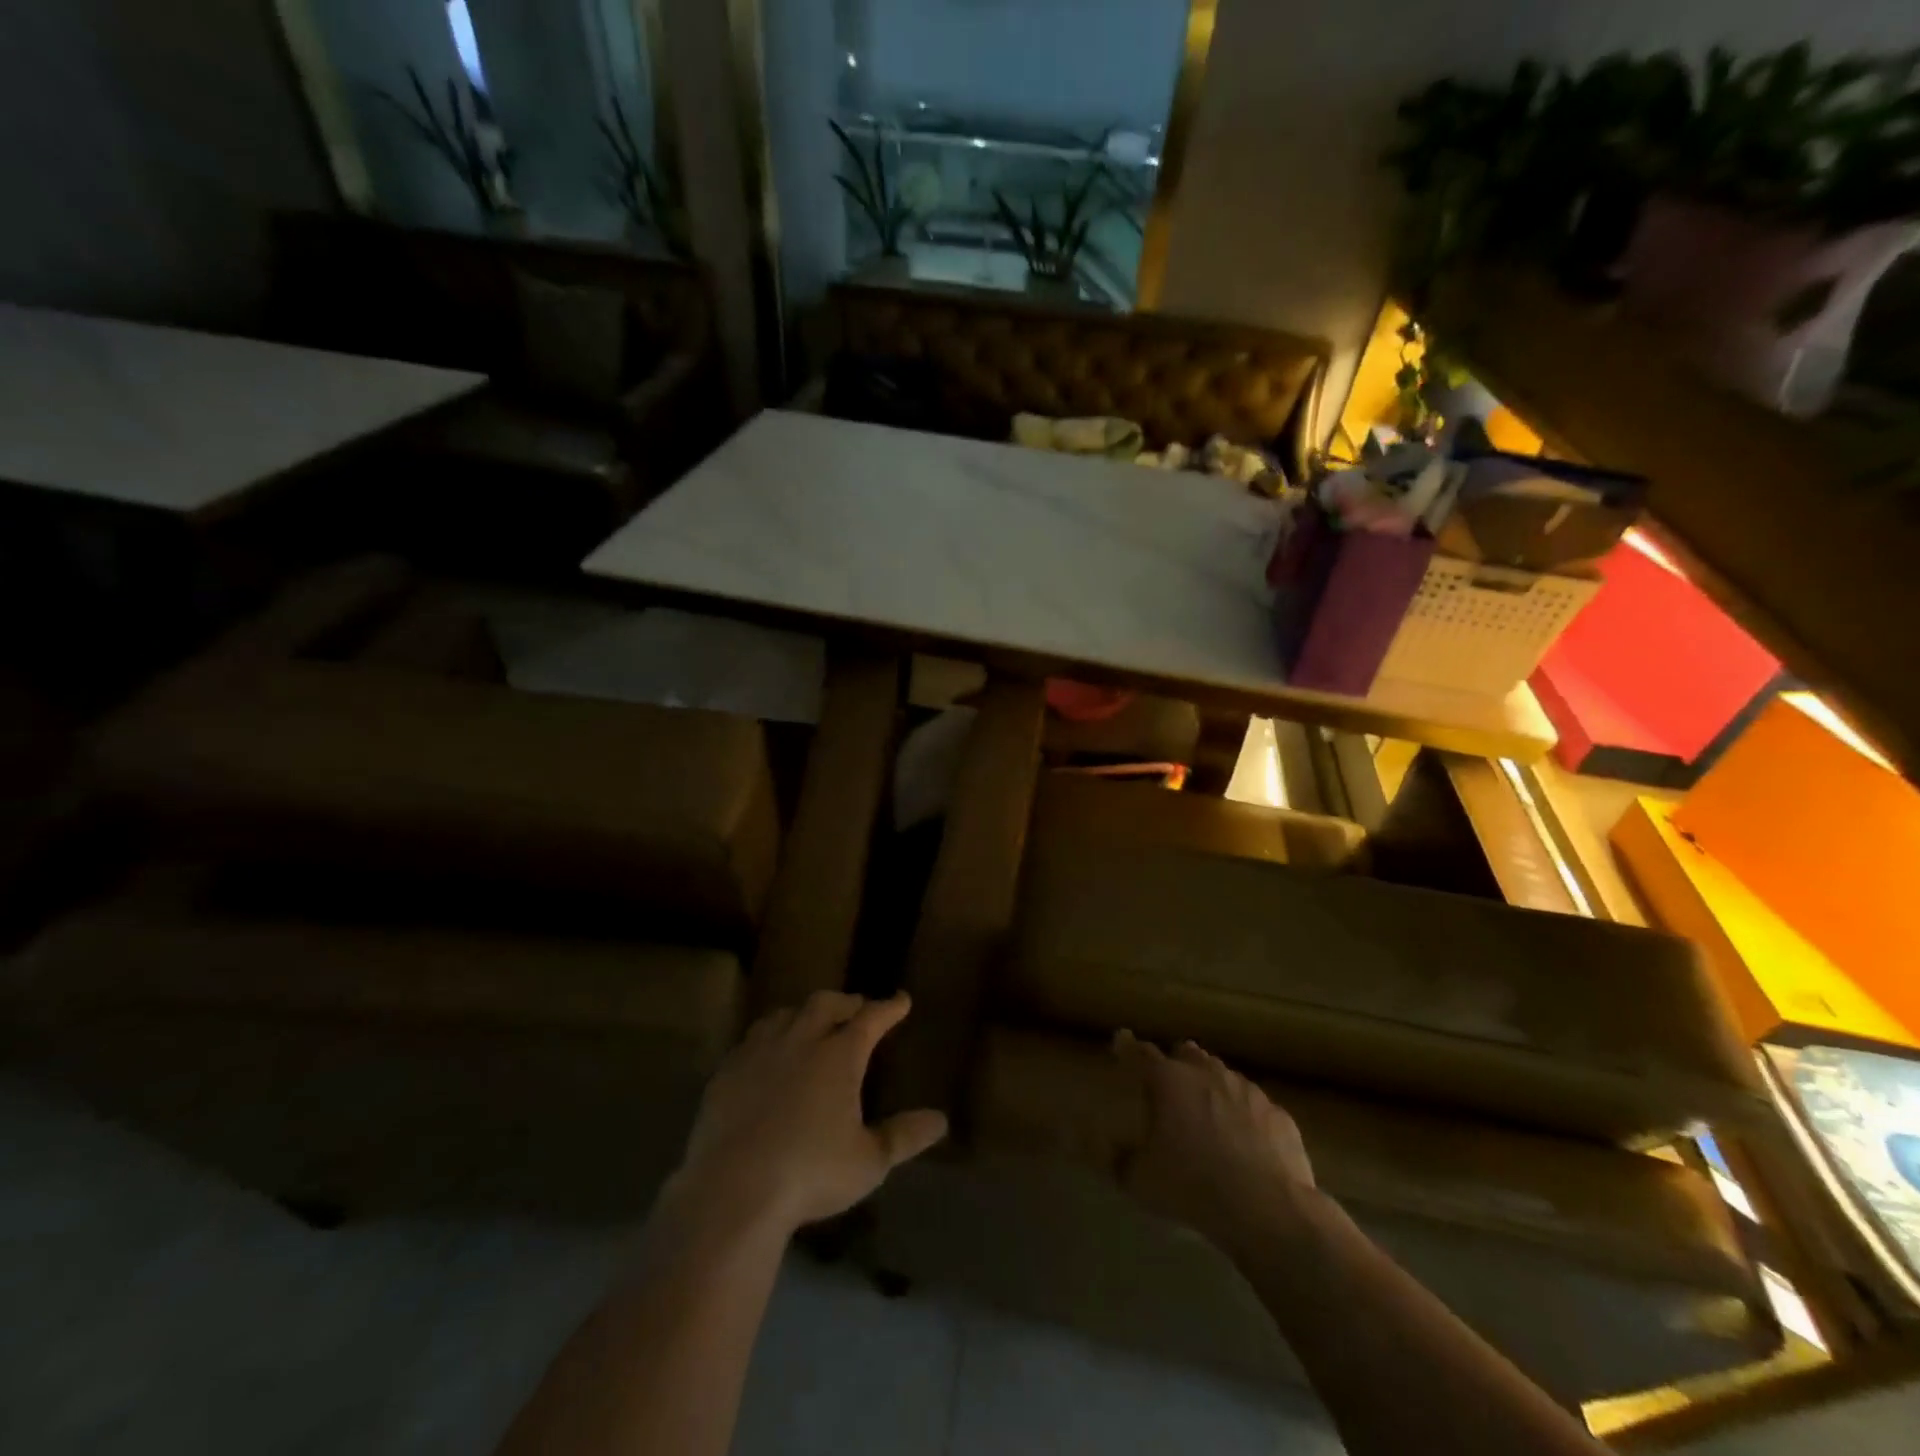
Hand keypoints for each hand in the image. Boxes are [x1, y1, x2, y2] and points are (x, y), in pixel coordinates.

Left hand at [672, 991, 947, 1236]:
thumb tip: (940, 1120)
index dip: (889, 1007)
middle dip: (845, 1002)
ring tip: (811, 1022)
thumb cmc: (810, 1173)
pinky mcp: (728, 1071)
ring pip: (786, 1015)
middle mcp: (801, 1041)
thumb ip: (904, 1136)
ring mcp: (760, 1052)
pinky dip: (769, 1036)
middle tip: (856, 1008)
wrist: (733, 1189)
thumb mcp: (869, 1161)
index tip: (901, 1000)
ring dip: (804, 1013)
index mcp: (839, 1055)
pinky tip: (767, 1053)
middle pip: (825, 1004)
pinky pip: (752, 1039)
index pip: (871, 1018)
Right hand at [1112, 1031, 1316, 1255]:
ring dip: (1212, 1086)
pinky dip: (1245, 1115)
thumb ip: (1117, 1159)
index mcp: (1169, 1081)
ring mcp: (1247, 1091)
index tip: (1121, 1041)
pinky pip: (1255, 1106)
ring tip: (1208, 1112)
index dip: (1128, 1046)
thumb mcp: (1140, 1181)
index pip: (1141, 1053)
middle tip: (1170, 1084)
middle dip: (1177, 1063)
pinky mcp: (1278, 1114)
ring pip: (1223, 1075)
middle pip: (1187, 1054)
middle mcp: (1208, 1074)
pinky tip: (1246, 1141)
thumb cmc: (1193, 1186)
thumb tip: (1104, 1147)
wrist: (1267, 1209)